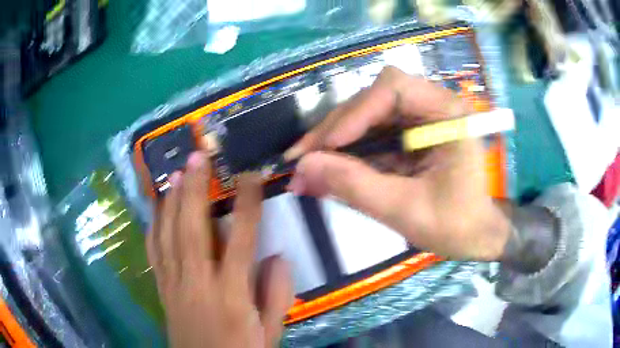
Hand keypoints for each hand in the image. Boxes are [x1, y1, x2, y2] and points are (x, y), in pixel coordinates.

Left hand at [147, 152, 292, 347]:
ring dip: (171, 201)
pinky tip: (155, 208)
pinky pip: (154, 253)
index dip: (247, 205)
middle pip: (192, 230)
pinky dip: (153, 226)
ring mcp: (175, 285)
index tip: (252, 177)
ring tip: (175, 172)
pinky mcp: (162, 290)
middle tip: (197, 157)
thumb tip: (277, 256)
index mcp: (231, 296)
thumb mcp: (270, 333)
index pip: (240, 241)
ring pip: (168, 236)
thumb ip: (276, 296)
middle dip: (195, 190)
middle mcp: (198, 284)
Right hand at [285, 66, 510, 260]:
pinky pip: (371, 136)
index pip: (394, 88)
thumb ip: (355, 186)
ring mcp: (420, 120)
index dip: (355, 112)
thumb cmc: (456, 226)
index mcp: (448, 114)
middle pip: (373, 100)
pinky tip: (326, 170)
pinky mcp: (409, 137)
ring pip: (366, 117)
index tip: (326, 147)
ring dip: (334, 141)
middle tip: (300, 159)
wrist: (478, 236)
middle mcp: (433, 106)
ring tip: (306, 167)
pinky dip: (347, 153)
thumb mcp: (405, 210)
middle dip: (335, 130)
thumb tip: (302, 167)